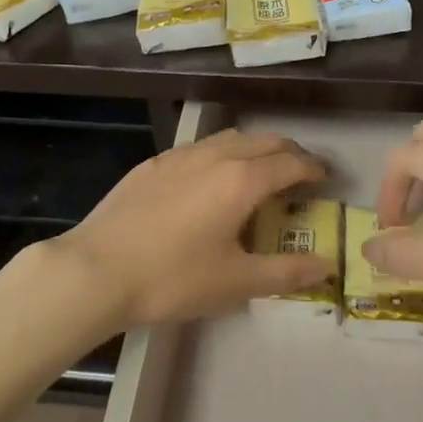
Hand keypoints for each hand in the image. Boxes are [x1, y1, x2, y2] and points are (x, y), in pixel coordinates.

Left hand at [50, 129, 334, 329]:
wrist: (96, 270)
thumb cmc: (173, 278)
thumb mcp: (236, 283)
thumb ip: (286, 273)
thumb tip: (325, 267)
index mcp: (242, 180)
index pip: (290, 163)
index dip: (313, 169)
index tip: (325, 178)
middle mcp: (216, 155)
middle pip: (264, 141)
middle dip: (288, 153)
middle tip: (300, 173)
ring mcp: (181, 155)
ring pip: (230, 138)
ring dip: (254, 149)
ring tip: (259, 171)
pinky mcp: (154, 163)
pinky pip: (200, 148)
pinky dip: (221, 154)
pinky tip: (210, 180)